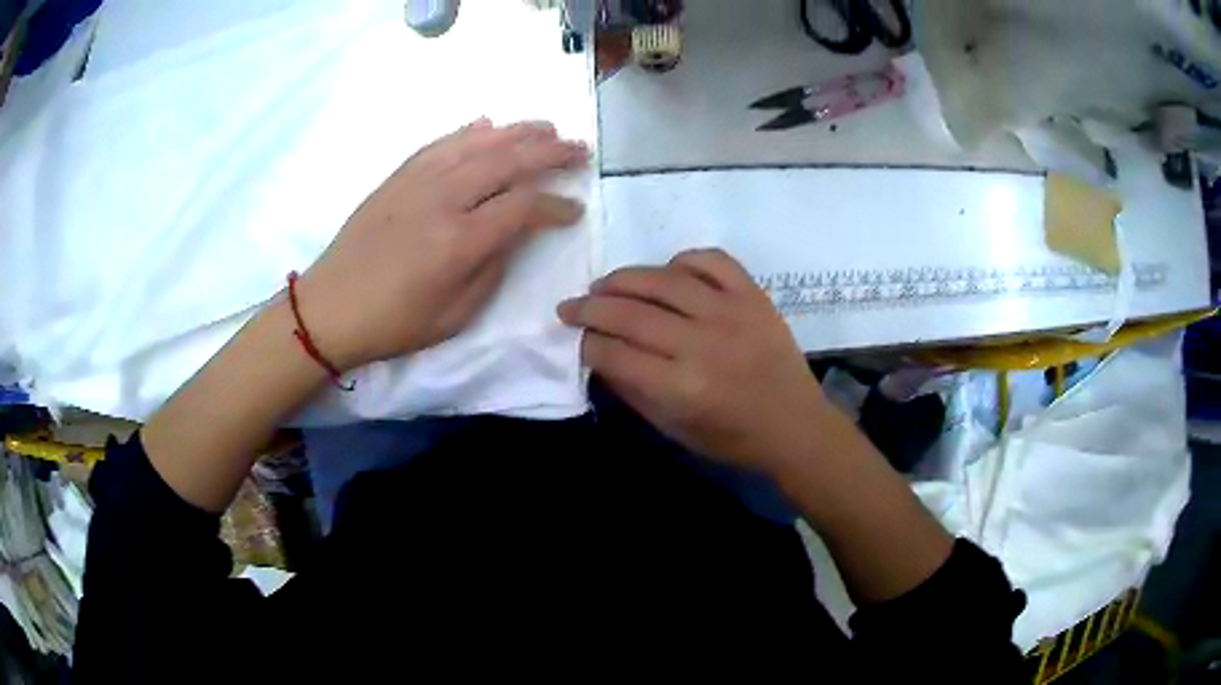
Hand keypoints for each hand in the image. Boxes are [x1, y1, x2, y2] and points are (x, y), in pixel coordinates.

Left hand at [294, 119, 588, 370]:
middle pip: (508, 161)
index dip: (556, 206)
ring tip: (547, 127)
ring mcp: (418, 181)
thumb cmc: (394, 322)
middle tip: (578, 148)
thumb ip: (492, 269)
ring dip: (517, 132)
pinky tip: (489, 124)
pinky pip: (441, 143)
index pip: (524, 206)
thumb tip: (511, 233)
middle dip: (550, 152)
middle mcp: (444, 199)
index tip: (574, 210)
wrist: (330, 307)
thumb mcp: (455, 316)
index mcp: (460, 241)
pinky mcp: (398, 176)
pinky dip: (469, 131)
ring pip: (477, 143)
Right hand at [558, 249, 829, 472]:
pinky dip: (682, 260)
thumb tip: (599, 354)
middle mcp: (702, 344)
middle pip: (629, 313)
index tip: (575, 338)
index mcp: (680, 387)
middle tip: (570, 307)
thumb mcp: (673, 429)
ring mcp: (731, 313)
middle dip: (589, 308)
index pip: (613, 353)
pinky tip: (667, 272)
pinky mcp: (753, 295)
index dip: (585, 343)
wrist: (795, 424)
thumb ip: (632, 390)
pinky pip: (711, 260)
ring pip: (663, 280)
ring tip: (605, 285)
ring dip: (623, 279)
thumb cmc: (732, 438)